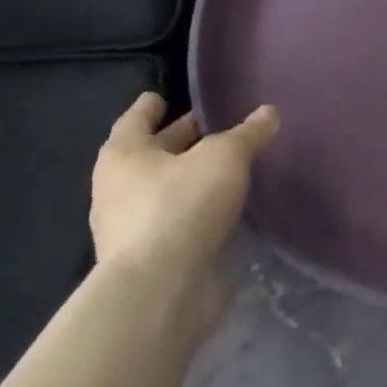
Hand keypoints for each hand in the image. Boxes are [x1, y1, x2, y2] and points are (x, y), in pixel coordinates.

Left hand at [90, 93, 278, 290]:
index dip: (152, 106)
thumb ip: (248, 133)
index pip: (136, 119)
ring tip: (227, 164)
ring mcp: (130, 227)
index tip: (163, 96)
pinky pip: (176, 218)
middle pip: (150, 154)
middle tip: (213, 125)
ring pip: (164, 187)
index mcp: (124, 155)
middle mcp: (118, 188)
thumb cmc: (182, 204)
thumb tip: (268, 112)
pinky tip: (224, 204)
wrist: (160, 289)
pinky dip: (195, 207)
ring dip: (190, 176)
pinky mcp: (151, 257)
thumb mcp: (225, 156)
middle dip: (178, 139)